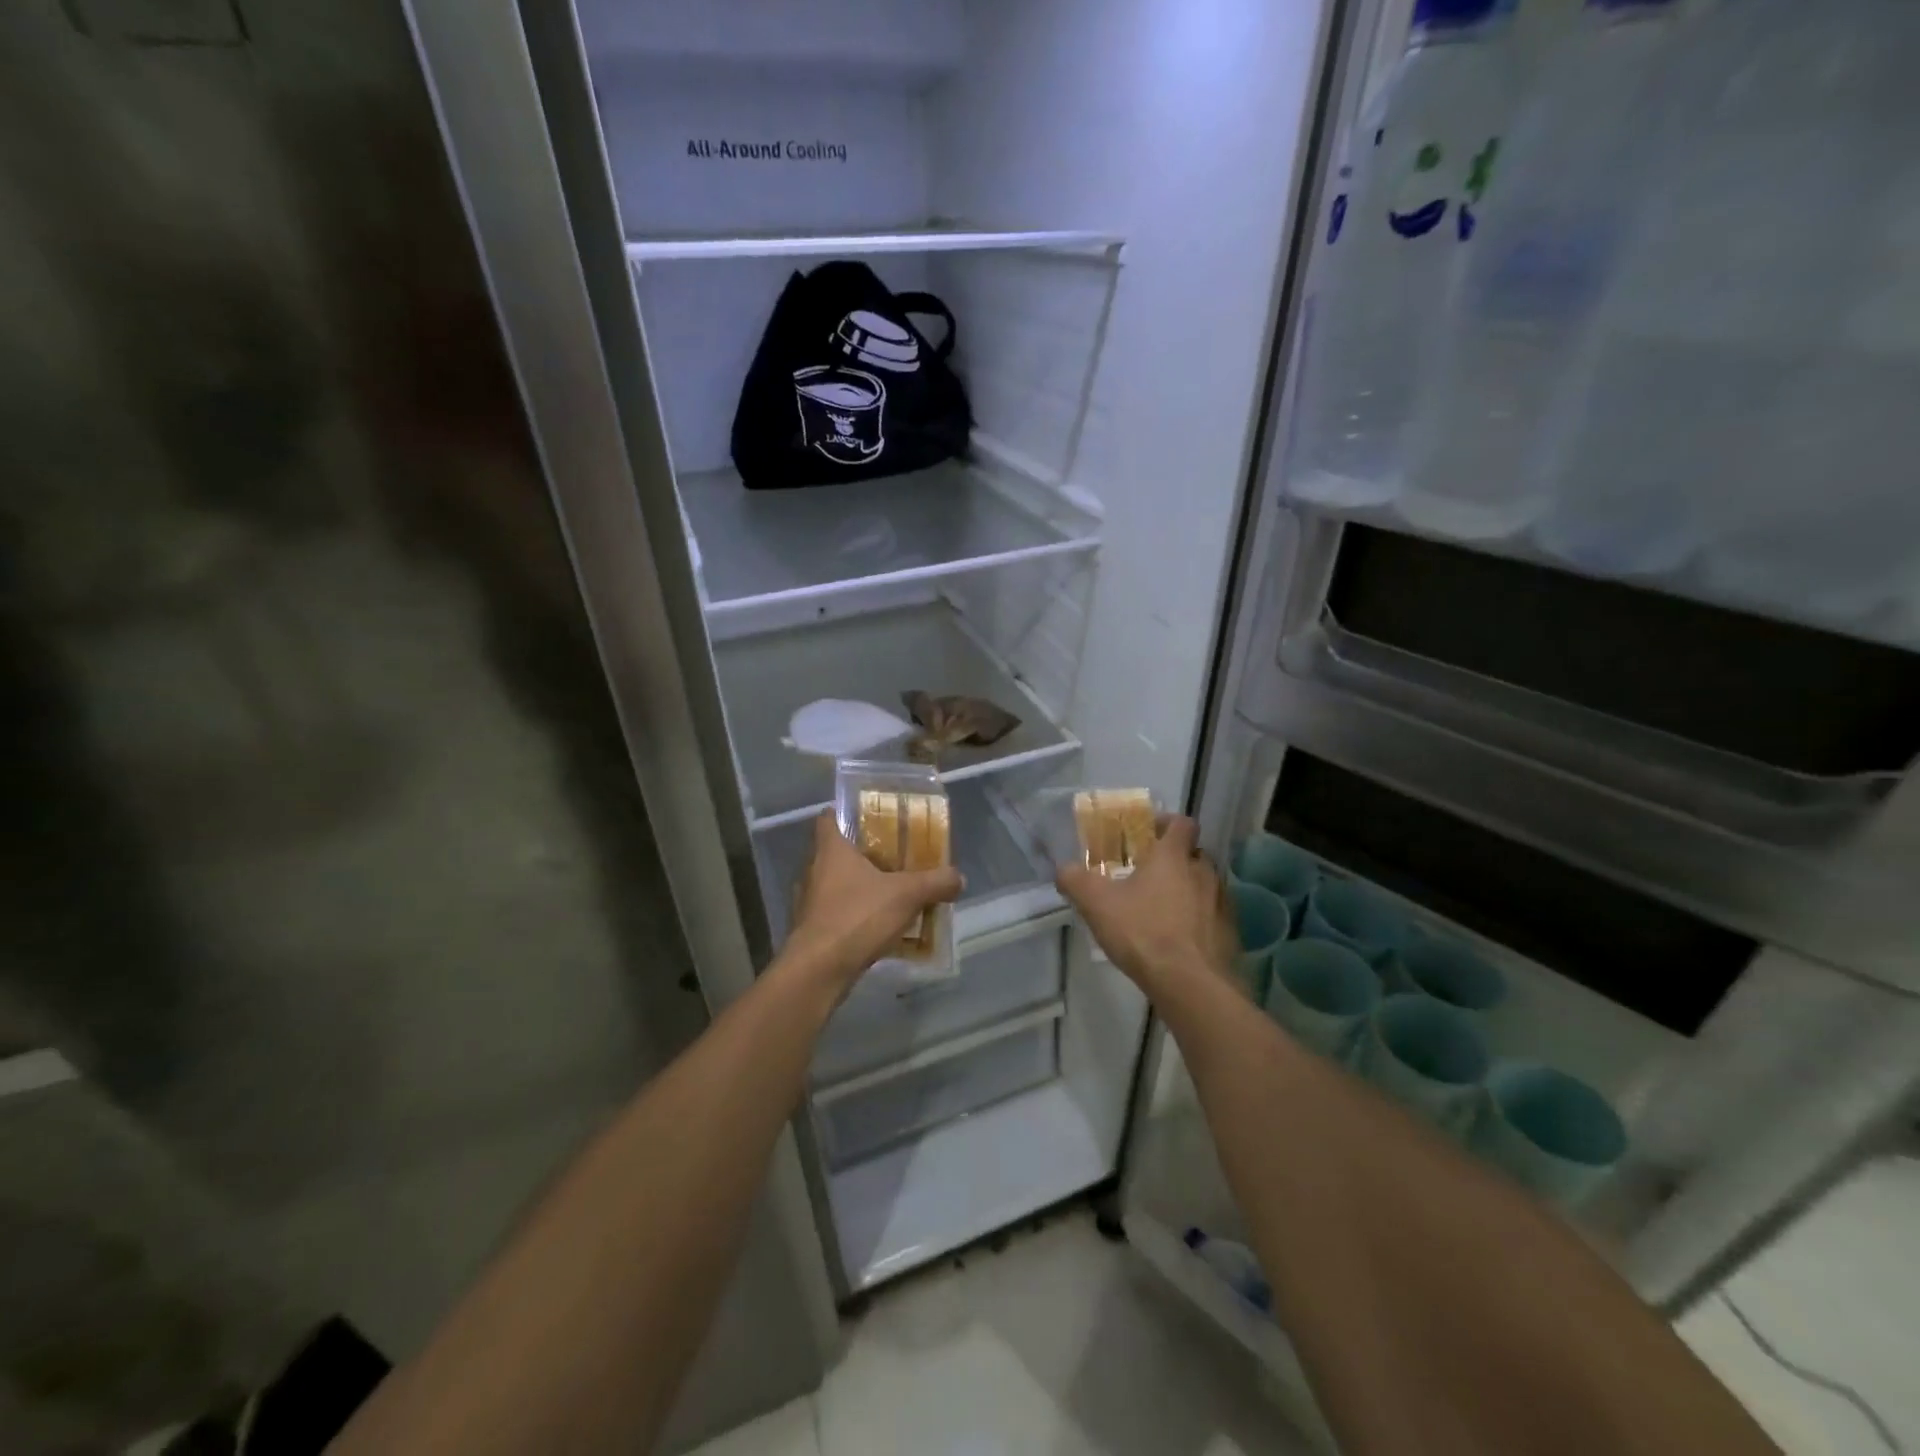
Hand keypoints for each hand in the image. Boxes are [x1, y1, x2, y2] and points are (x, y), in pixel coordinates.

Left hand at [785, 811, 963, 990]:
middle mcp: (813, 870)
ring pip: (835, 884)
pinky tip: (878, 926)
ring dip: (858, 887)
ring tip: (890, 892)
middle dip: (862, 854)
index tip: (868, 817)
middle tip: (893, 856)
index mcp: (830, 849)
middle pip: (835, 853)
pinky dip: (854, 915)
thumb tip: (959, 877)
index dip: (845, 814)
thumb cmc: (857, 917)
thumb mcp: (907, 895)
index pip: (828, 817)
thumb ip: (935, 882)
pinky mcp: (811, 930)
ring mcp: (809, 902)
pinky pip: (836, 913)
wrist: (819, 971)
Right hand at [1056, 815, 1235, 998]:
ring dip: (1188, 889)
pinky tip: (1180, 938)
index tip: (1147, 835)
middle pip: (1194, 853)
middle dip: (1174, 859)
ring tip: (1163, 909)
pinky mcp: (1231, 932)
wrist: (1191, 984)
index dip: (1166, 824)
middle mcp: (1204, 871)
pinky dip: (1199, 919)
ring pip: (1206, 884)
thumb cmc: (1143, 932)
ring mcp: (1222, 902)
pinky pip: (1214, 915)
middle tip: (1148, 875)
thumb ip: (1075, 880)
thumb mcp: (1097, 904)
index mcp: (1174, 856)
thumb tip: (1063, 869)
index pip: (1182, 822)